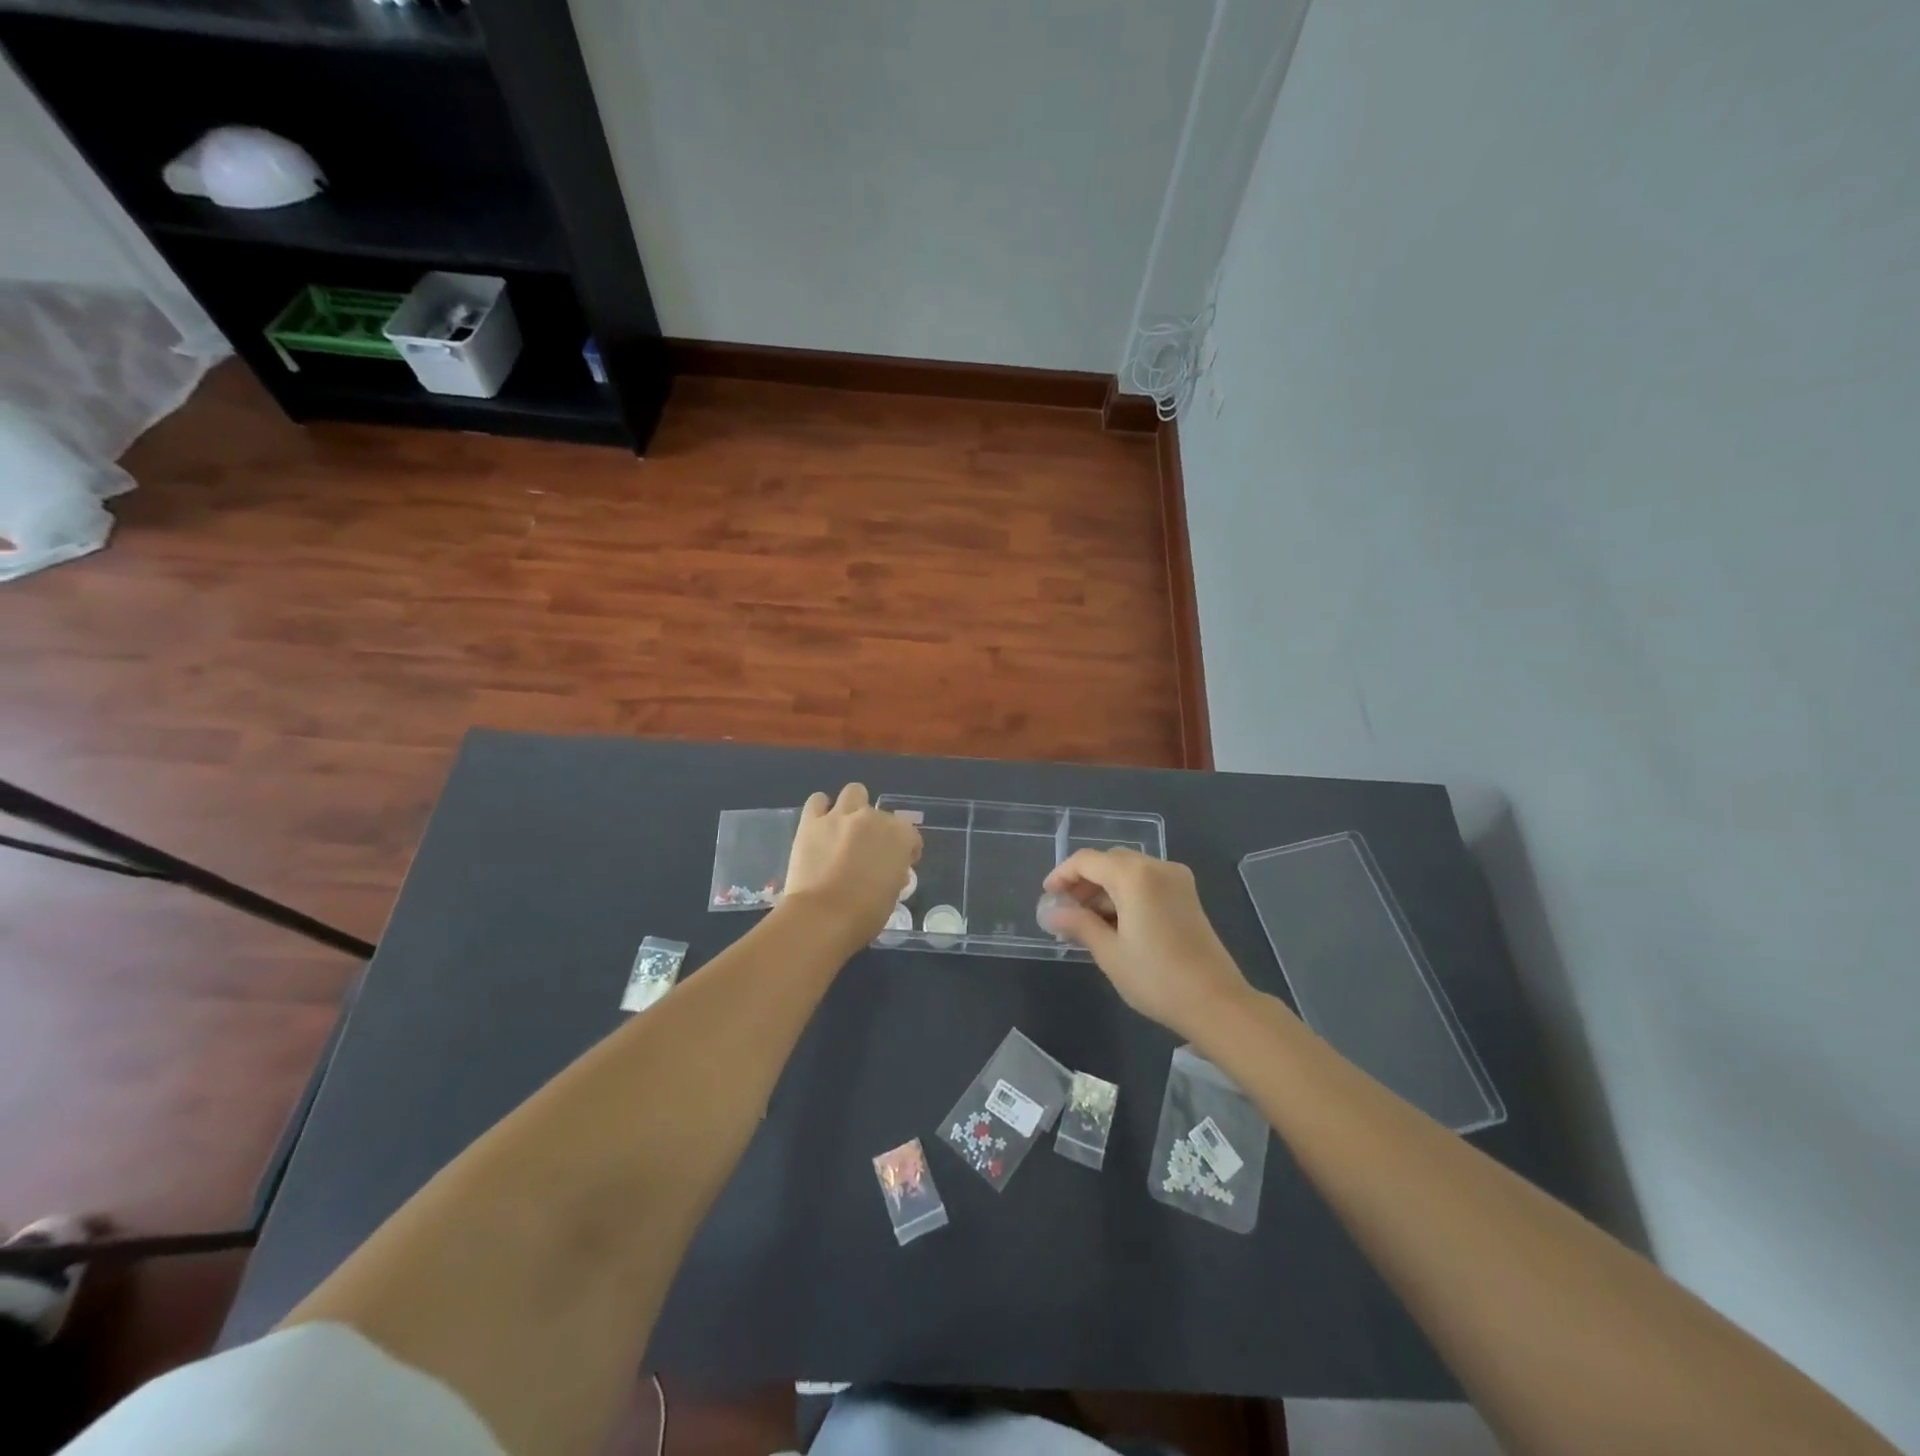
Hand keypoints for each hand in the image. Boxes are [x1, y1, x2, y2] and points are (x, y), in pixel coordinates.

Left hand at [781, 784, 921, 946]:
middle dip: (878, 829)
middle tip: (869, 850)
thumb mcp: (893, 895)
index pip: (911, 835)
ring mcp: (840, 816)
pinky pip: (818, 801)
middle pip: (881, 813)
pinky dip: (821, 809)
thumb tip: (891, 871)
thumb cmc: (865, 913)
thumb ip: (894, 874)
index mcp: (899, 835)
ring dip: (854, 807)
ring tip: (846, 827)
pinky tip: (821, 824)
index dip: (907, 849)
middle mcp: (872, 818)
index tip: (901, 864)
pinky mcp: (811, 822)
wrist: (822, 917)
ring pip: (853, 792)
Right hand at [1042, 848, 1249, 1038]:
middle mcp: (1157, 867)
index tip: (1047, 896)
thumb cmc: (1156, 977)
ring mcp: (1176, 880)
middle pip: (1109, 861)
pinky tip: (1114, 922)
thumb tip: (1051, 912)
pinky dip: (1126, 894)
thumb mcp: (1109, 952)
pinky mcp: (1187, 896)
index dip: (1062, 875)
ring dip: (1104, 888)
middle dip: (1084, 881)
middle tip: (1065, 910)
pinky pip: (1147, 882)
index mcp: (1134, 875)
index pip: (1087, 861)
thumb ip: (1078, 924)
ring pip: (1129, 871)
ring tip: (1085, 921)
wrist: (1216, 1002)